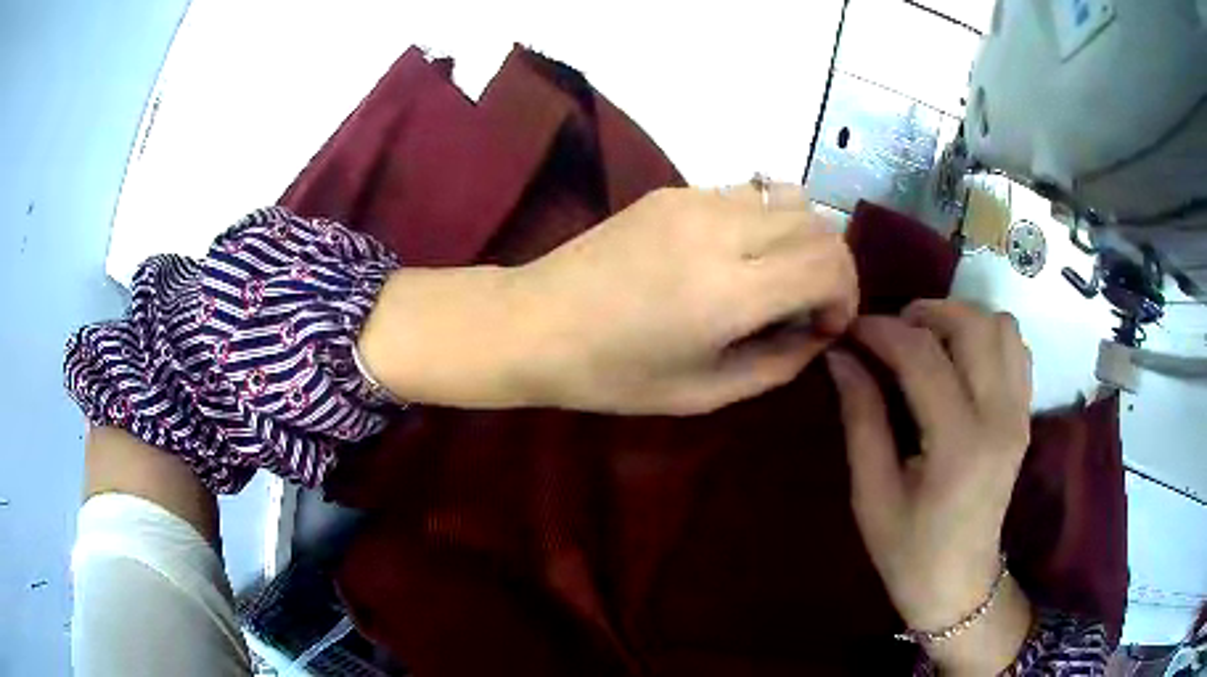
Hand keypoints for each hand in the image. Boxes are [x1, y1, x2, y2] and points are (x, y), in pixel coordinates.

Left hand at [511, 185, 856, 413]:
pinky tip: (736, 256)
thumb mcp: (704, 394)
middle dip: (832, 267)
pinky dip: (766, 222)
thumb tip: (816, 332)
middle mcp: (719, 231)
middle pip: (818, 223)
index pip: (829, 264)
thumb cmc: (612, 376)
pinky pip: (747, 193)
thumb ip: (778, 363)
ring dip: (802, 239)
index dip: (846, 295)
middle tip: (806, 307)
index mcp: (728, 292)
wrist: (534, 322)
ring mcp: (694, 200)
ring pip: (789, 197)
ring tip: (776, 278)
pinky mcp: (673, 189)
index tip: (824, 326)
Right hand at [825, 300, 1033, 674]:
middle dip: (925, 313)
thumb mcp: (872, 493)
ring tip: (928, 343)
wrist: (960, 583)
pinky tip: (960, 361)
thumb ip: (861, 418)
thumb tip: (841, 357)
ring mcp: (1019, 414)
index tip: (852, 330)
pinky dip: (987, 337)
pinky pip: (1016, 349)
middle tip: (891, 334)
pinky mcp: (1025, 416)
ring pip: (1001, 327)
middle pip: (972, 325)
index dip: (882, 331)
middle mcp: (999, 419)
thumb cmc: (909, 550)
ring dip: (960, 320)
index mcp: (958, 445)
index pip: (923, 357)